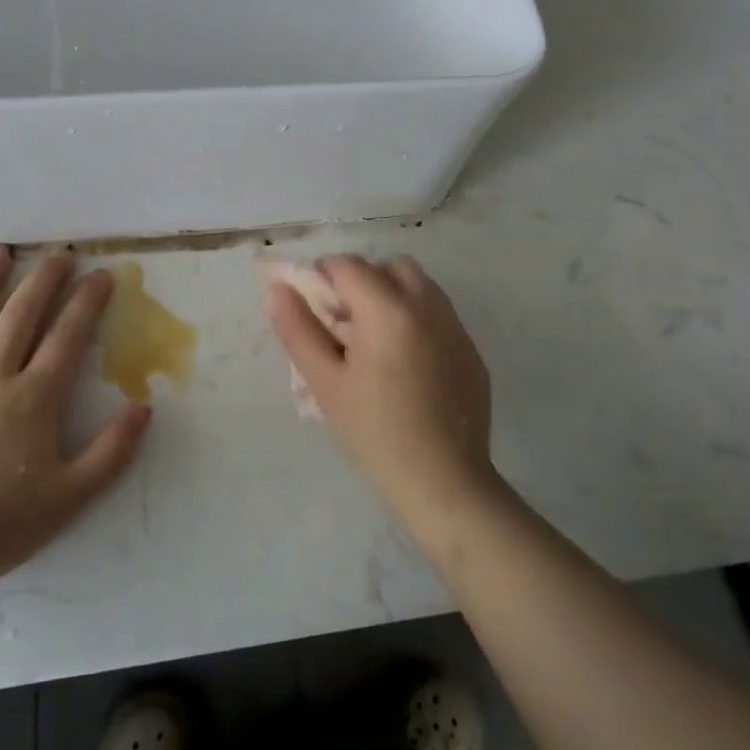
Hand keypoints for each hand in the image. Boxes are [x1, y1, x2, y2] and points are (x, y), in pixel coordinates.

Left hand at [0, 246, 150, 583]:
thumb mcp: (70, 497)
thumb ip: (112, 452)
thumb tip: (145, 408)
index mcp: (33, 397)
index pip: (67, 336)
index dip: (87, 302)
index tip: (101, 274)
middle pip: (21, 314)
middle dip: (44, 279)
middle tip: (59, 253)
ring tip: (0, 253)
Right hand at [267, 254, 497, 526]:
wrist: (444, 483)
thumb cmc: (375, 434)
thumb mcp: (325, 383)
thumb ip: (298, 330)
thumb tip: (278, 289)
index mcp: (388, 310)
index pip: (348, 265)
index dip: (323, 277)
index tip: (314, 310)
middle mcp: (427, 306)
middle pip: (389, 266)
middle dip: (361, 281)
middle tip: (344, 324)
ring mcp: (455, 326)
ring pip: (419, 284)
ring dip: (392, 294)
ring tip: (375, 341)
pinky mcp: (471, 349)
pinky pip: (439, 313)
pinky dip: (416, 318)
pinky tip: (405, 364)